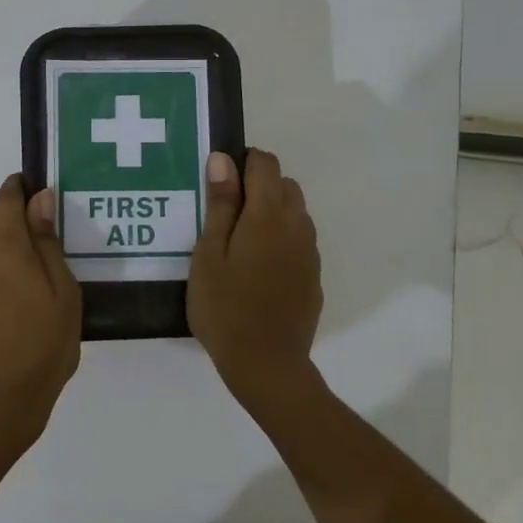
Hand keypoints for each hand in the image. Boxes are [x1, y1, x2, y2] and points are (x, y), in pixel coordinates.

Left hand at [0, 174, 81, 460]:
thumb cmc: (44, 345)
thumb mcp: (63, 293)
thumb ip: (48, 243)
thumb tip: (41, 199)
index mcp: (7, 250)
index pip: (5, 201)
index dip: (16, 186)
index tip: (30, 182)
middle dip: (4, 212)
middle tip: (33, 228)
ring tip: (23, 273)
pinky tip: (5, 304)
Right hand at [187, 149, 322, 412]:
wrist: (267, 364)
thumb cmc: (225, 308)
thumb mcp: (209, 255)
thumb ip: (220, 204)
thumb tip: (224, 159)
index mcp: (268, 215)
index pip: (265, 163)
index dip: (242, 162)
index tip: (219, 183)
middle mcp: (297, 225)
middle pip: (284, 184)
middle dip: (258, 186)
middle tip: (224, 216)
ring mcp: (309, 252)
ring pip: (295, 212)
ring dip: (272, 212)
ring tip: (239, 243)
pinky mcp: (314, 275)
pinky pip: (299, 240)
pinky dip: (281, 238)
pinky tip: (258, 269)